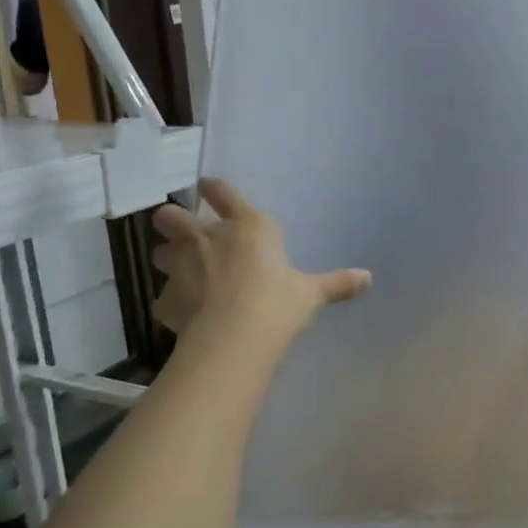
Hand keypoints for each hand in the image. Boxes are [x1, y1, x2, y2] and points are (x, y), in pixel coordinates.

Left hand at [151, 179, 370, 338]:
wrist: (236, 339)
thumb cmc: (278, 304)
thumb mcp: (311, 294)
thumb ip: (337, 284)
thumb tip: (368, 279)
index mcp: (247, 225)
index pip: (221, 192)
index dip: (212, 189)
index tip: (205, 188)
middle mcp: (208, 237)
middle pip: (172, 216)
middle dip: (172, 221)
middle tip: (180, 231)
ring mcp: (181, 266)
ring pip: (159, 252)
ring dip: (167, 258)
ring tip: (179, 270)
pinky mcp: (166, 299)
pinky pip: (164, 297)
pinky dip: (171, 302)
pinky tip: (182, 314)